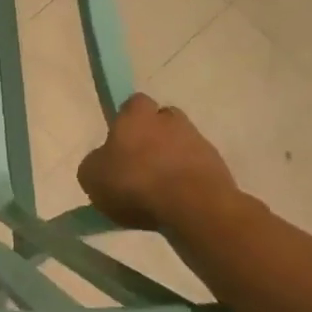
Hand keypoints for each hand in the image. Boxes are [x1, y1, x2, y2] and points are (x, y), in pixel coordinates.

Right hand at [78, 94, 246, 236]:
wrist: (193, 207)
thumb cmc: (134, 183)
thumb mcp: (92, 177)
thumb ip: (96, 164)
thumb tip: (103, 162)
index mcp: (137, 115)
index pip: (134, 103)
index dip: (127, 120)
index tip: (121, 141)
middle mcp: (170, 120)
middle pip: (162, 121)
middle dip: (154, 138)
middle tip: (140, 164)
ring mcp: (199, 142)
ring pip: (181, 145)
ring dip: (172, 160)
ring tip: (158, 190)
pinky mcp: (219, 167)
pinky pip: (197, 169)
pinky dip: (188, 180)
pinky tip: (176, 202)